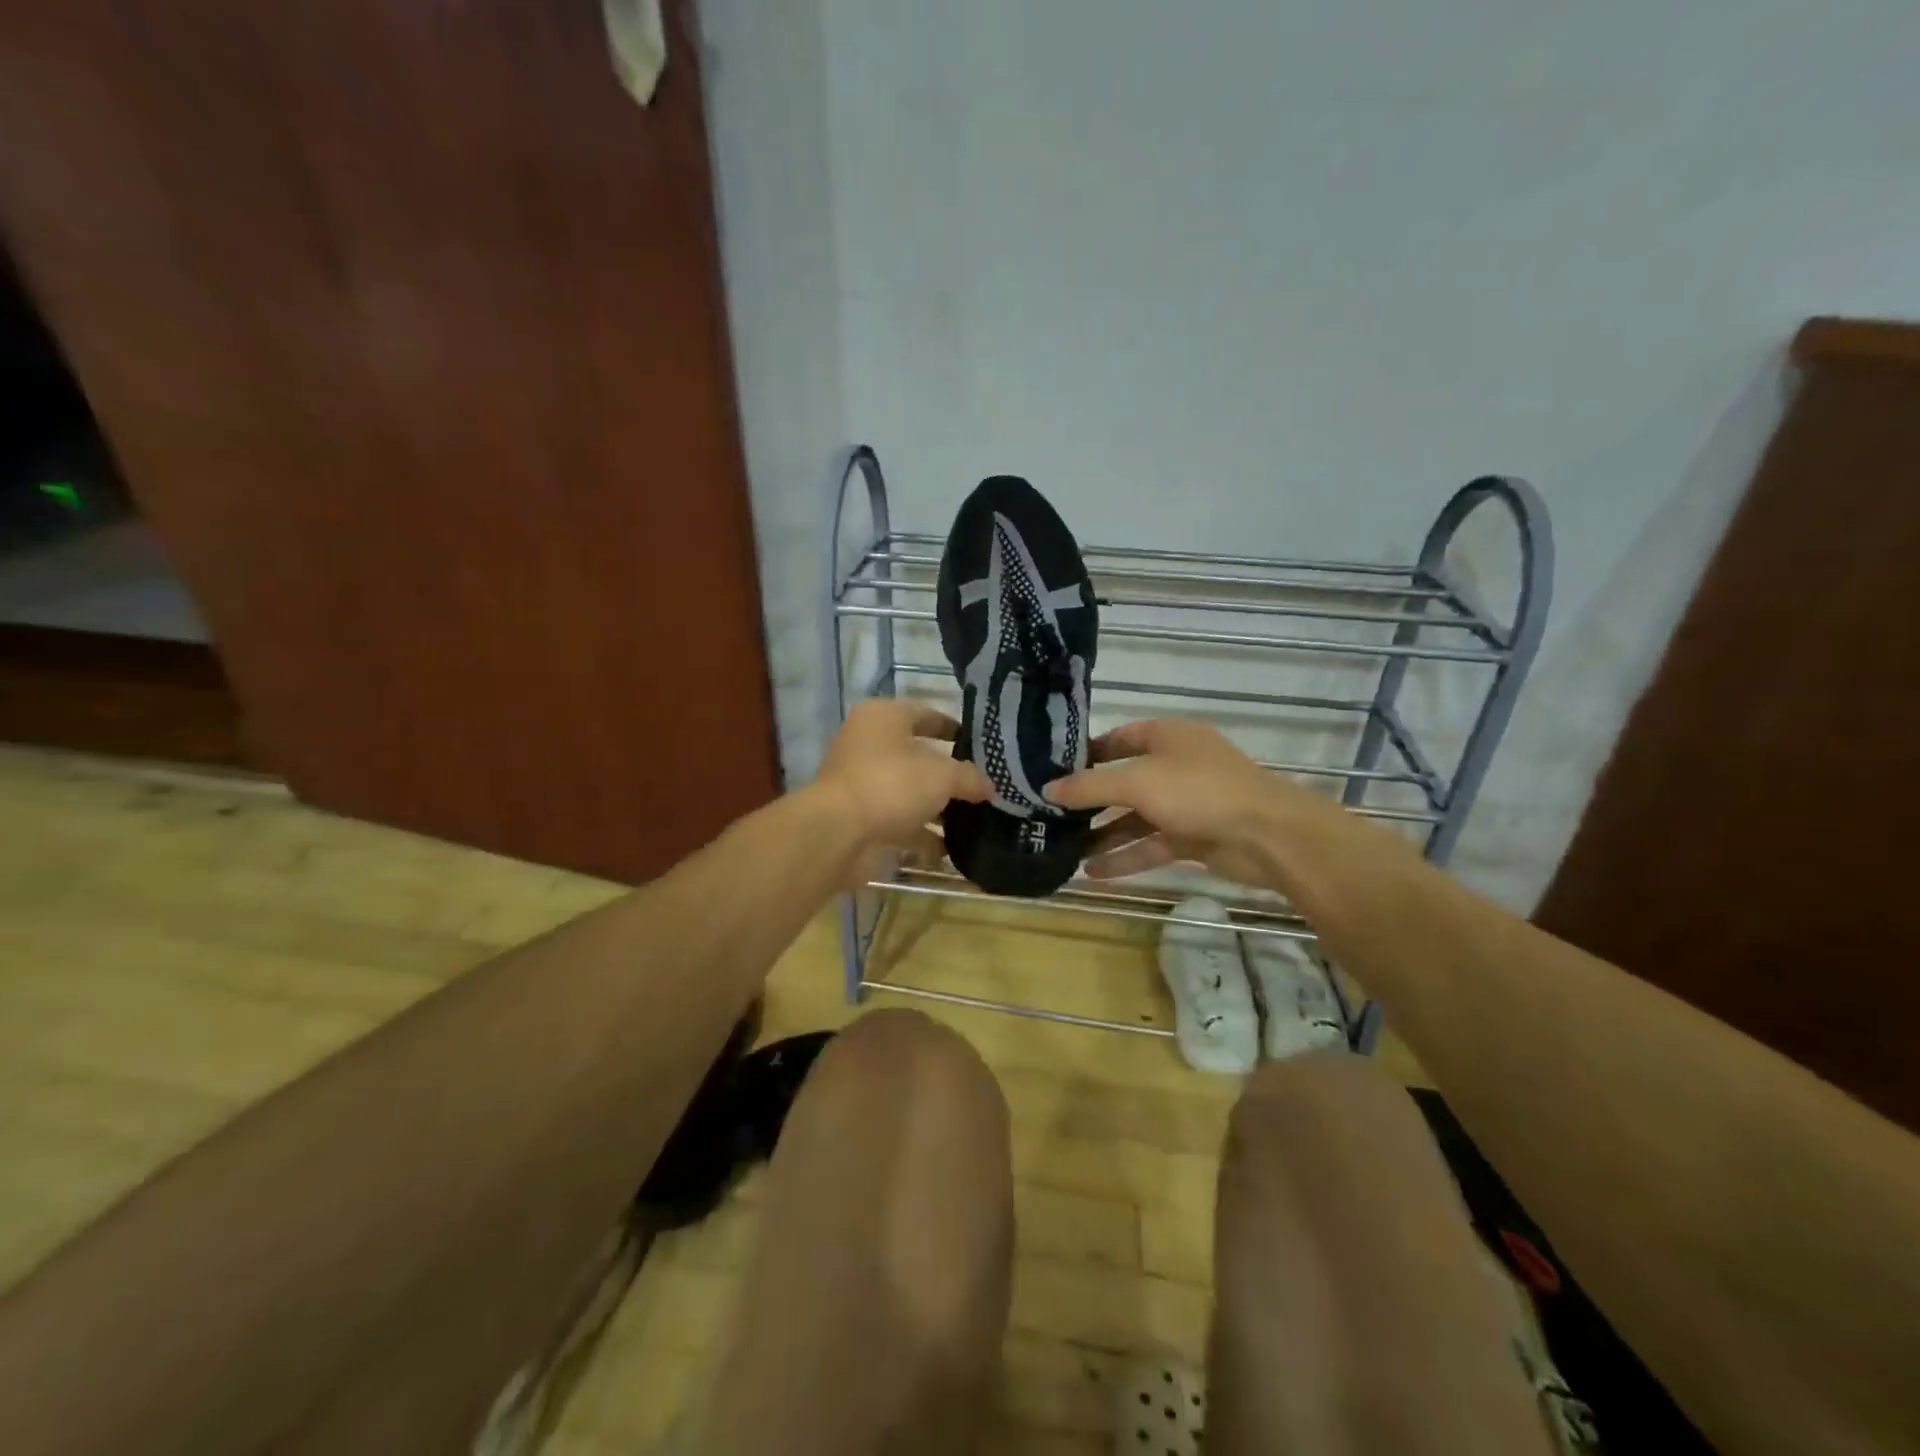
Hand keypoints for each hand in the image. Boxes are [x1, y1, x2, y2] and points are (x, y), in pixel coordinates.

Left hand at [813, 699, 991, 870]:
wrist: (838, 833)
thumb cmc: (892, 784)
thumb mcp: (943, 775)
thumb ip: (970, 778)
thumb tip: (990, 787)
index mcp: (883, 717)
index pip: (925, 714)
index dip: (953, 727)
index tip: (980, 746)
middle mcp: (867, 744)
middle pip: (917, 755)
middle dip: (948, 775)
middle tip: (981, 787)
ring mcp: (861, 782)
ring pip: (907, 791)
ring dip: (936, 808)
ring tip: (972, 822)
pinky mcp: (859, 817)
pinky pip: (898, 822)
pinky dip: (921, 835)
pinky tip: (948, 850)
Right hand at [1045, 717, 1392, 888]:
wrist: (1268, 835)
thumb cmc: (1198, 791)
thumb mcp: (1136, 782)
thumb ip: (1089, 787)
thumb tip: (1046, 788)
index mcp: (1167, 736)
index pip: (1119, 738)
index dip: (1088, 753)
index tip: (1054, 770)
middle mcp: (1175, 765)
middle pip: (1124, 781)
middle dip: (1090, 800)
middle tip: (1050, 815)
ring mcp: (1186, 803)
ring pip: (1136, 818)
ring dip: (1104, 834)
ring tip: (1064, 850)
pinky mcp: (1193, 837)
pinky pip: (1151, 845)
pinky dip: (1125, 857)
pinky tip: (1092, 874)